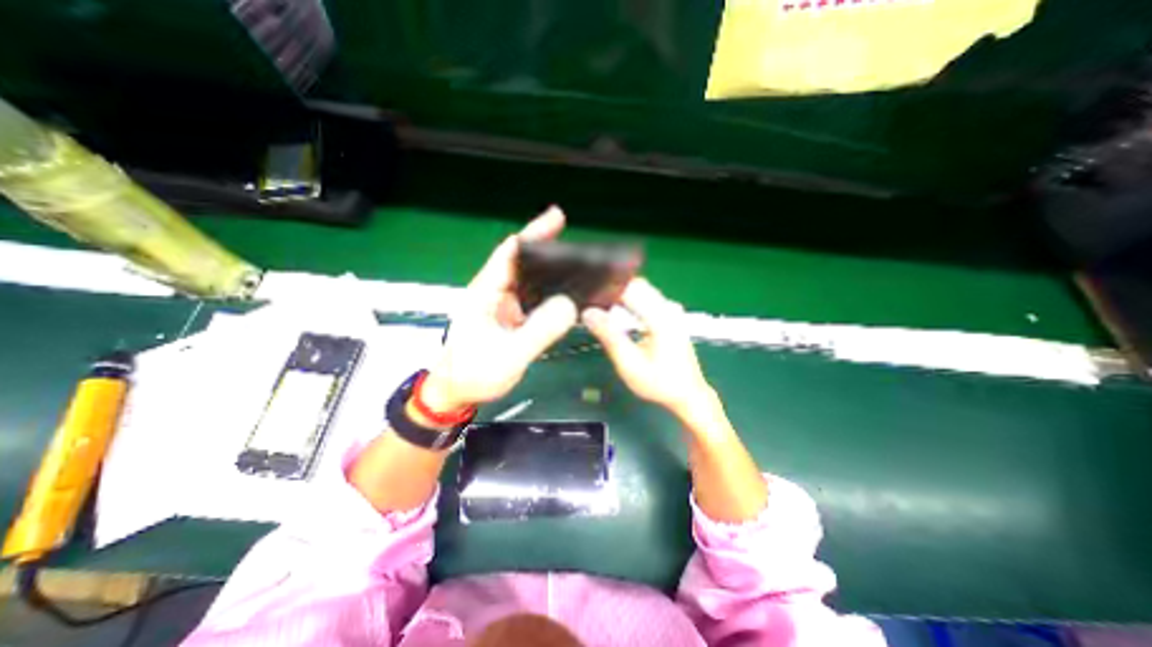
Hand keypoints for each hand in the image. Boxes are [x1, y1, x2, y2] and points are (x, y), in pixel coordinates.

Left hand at [421, 207, 576, 412]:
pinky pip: (534, 299)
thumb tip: (570, 305)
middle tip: (581, 247)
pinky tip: (569, 295)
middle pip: (523, 261)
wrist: (456, 392)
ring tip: (581, 268)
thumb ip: (539, 331)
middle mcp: (494, 292)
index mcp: (486, 292)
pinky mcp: (510, 318)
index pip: (510, 252)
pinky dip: (551, 293)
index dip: (533, 233)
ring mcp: (503, 305)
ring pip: (530, 280)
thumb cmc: (473, 373)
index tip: (558, 218)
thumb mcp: (508, 356)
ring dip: (553, 271)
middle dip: (549, 249)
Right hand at [582, 277, 715, 419]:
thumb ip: (609, 336)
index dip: (606, 289)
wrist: (688, 394)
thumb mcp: (629, 364)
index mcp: (660, 316)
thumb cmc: (659, 382)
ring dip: (620, 296)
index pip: (629, 287)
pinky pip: (646, 298)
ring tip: (599, 307)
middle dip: (612, 290)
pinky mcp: (670, 315)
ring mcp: (671, 309)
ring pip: (641, 290)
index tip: (587, 296)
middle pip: (635, 285)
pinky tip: (617, 312)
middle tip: (590, 303)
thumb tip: (588, 313)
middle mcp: (667, 307)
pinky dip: (630, 301)